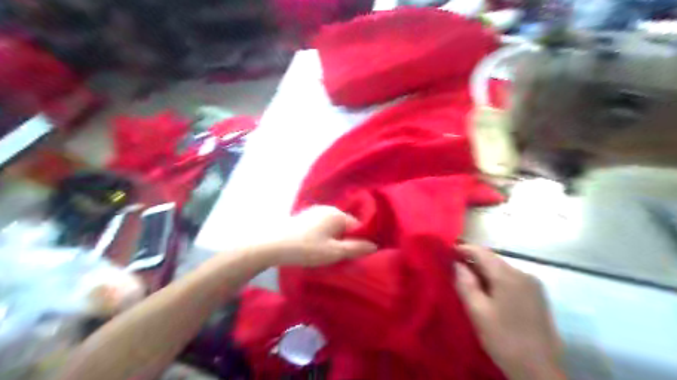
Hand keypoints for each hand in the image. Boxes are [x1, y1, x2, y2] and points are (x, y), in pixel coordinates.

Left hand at [268, 204, 378, 266]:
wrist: (272, 244)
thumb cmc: (306, 248)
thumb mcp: (334, 252)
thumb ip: (356, 248)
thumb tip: (374, 245)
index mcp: (338, 214)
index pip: (358, 226)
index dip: (358, 241)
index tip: (353, 255)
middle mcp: (328, 208)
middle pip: (345, 225)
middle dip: (345, 240)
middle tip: (338, 257)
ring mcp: (314, 211)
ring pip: (332, 226)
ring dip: (333, 239)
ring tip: (325, 254)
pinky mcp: (304, 217)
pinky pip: (321, 226)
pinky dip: (322, 236)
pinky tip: (313, 247)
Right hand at [454, 245, 566, 377]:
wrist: (539, 370)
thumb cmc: (504, 339)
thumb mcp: (478, 312)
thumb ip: (465, 283)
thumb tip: (455, 263)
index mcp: (508, 276)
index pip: (481, 252)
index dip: (462, 249)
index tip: (446, 253)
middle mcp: (523, 273)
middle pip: (492, 259)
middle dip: (472, 261)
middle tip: (453, 270)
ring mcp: (533, 284)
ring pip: (502, 269)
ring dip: (484, 271)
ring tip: (467, 281)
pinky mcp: (537, 295)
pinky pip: (511, 279)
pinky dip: (496, 280)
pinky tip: (488, 292)